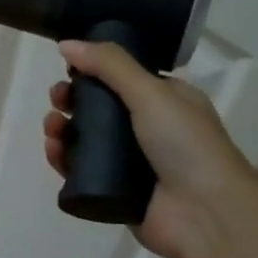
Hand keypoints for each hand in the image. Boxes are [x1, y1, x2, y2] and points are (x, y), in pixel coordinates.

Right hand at [43, 40, 257, 257]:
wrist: (205, 214)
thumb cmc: (185, 145)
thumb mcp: (150, 93)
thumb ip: (109, 65)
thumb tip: (66, 43)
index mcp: (167, 101)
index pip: (123, 79)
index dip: (93, 73)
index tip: (69, 70)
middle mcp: (150, 130)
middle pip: (99, 109)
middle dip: (72, 101)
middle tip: (56, 101)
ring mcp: (132, 164)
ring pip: (86, 141)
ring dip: (63, 130)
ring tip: (52, 128)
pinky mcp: (116, 192)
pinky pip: (82, 172)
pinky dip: (64, 161)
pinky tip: (53, 153)